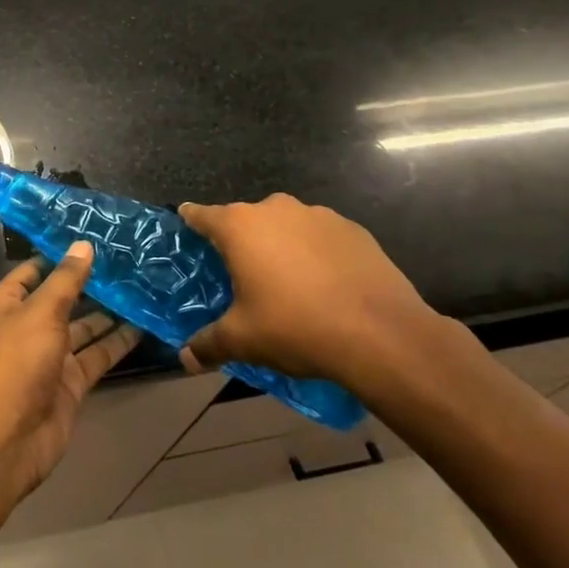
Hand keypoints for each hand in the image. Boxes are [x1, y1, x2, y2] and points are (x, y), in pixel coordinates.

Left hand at [0, 242, 140, 497]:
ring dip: (110, 311)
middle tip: (130, 259)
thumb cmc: (17, 360)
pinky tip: (145, 324)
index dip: (60, 254)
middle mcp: (28, 325)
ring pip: (84, 327)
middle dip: (91, 282)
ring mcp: (51, 355)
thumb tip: (83, 245)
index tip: (94, 235)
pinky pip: (97, 355)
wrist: (9, 435)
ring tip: (144, 286)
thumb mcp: (41, 311)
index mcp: (8, 302)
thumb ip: (66, 279)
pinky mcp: (71, 381)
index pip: (34, 269)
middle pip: (63, 297)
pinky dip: (118, 342)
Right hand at [177, 194, 457, 390]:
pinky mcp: (354, 230)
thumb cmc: (296, 327)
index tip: (186, 230)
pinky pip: (321, 238)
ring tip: (288, 284)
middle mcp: (275, 209)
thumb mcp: (243, 340)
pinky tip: (325, 286)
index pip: (201, 215)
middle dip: (241, 243)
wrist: (382, 335)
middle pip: (245, 220)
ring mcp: (318, 215)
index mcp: (240, 226)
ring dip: (281, 246)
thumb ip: (209, 344)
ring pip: (286, 226)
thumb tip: (186, 358)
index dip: (190, 223)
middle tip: (241, 276)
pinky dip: (317, 254)